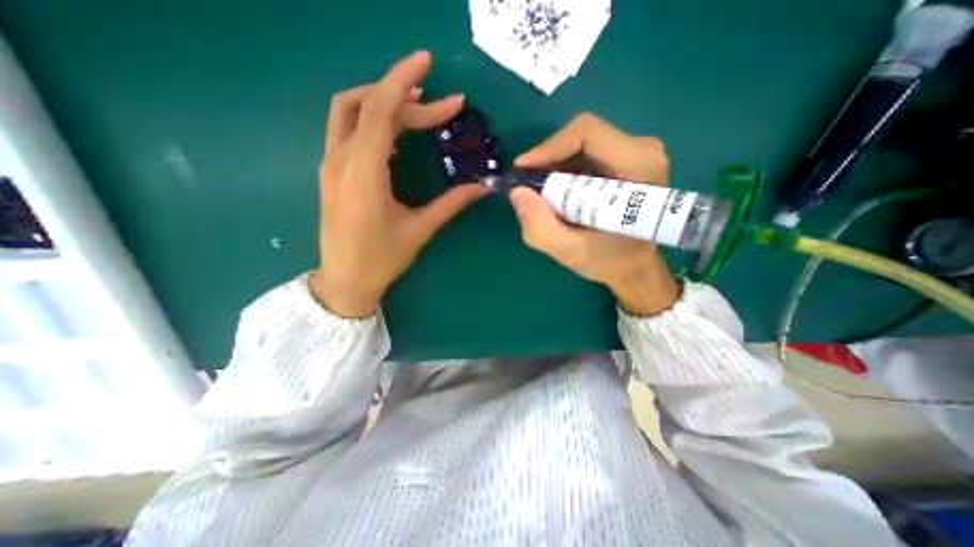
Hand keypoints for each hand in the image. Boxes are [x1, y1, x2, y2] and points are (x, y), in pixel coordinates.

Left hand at [309, 52, 486, 315]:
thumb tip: (481, 188)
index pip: (379, 111)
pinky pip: (347, 130)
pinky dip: (371, 120)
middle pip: (366, 106)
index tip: (429, 64)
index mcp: (363, 174)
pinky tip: (395, 132)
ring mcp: (330, 165)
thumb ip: (450, 204)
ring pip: (348, 111)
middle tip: (441, 108)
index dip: (403, 82)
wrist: (344, 280)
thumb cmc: (381, 259)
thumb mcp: (419, 230)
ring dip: (382, 101)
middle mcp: (340, 161)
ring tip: (417, 109)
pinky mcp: (331, 172)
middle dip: (405, 98)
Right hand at [514, 112, 678, 315]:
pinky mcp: (624, 160)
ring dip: (554, 169)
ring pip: (579, 146)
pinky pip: (584, 155)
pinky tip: (558, 197)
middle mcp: (641, 150)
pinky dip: (563, 173)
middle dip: (548, 163)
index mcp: (639, 166)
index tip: (522, 171)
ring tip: (542, 198)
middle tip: (529, 190)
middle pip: (580, 138)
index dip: (549, 147)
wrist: (636, 267)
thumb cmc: (611, 261)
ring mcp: (634, 153)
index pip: (586, 133)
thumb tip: (517, 192)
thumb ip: (541, 227)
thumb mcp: (572, 252)